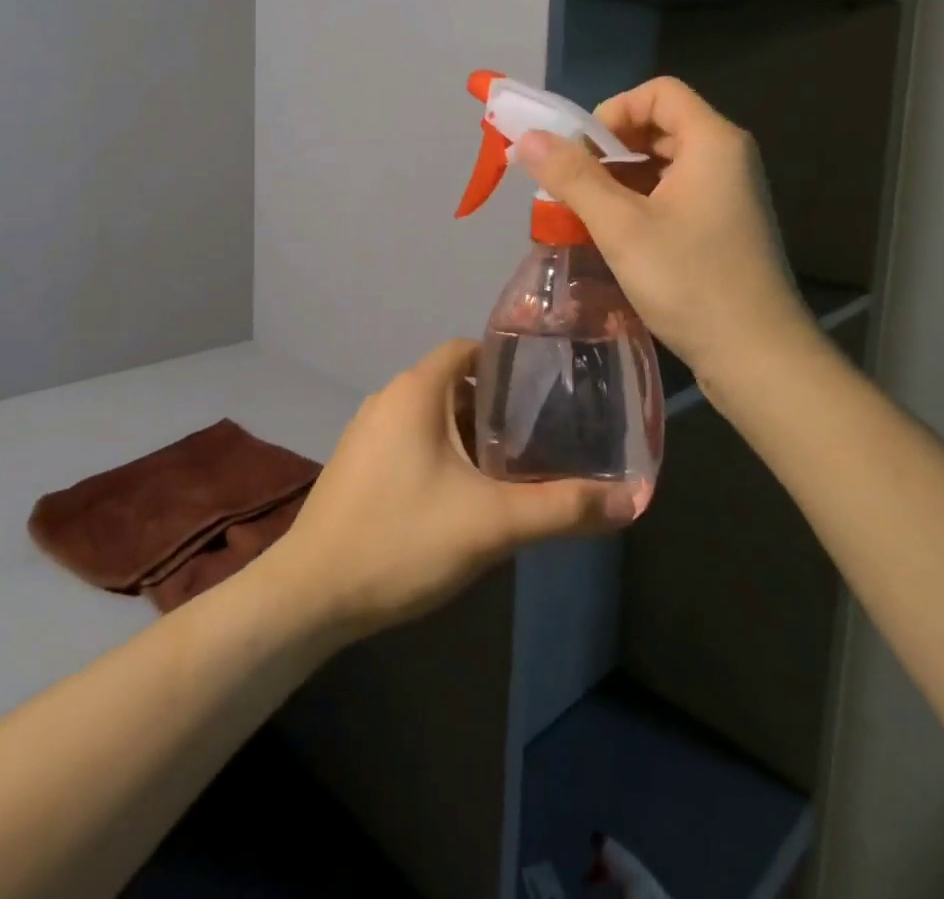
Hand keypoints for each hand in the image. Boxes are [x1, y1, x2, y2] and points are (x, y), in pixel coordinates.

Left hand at [272, 340, 633, 639]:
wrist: (311, 594)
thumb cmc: (402, 540)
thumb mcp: (491, 524)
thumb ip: (562, 508)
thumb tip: (632, 501)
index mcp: (416, 390)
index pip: (469, 349)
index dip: (510, 365)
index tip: (549, 392)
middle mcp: (388, 399)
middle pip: (455, 384)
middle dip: (499, 407)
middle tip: (544, 437)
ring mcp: (367, 432)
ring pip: (433, 416)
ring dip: (471, 435)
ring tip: (514, 468)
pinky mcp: (359, 464)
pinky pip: (411, 440)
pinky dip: (443, 452)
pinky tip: (464, 495)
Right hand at [516, 76, 818, 388]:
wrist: (757, 358)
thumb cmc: (690, 282)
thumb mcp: (621, 226)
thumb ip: (573, 177)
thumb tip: (528, 137)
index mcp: (712, 142)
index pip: (658, 92)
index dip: (613, 111)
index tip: (581, 153)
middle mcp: (726, 158)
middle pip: (659, 126)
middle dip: (609, 149)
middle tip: (573, 185)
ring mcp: (727, 194)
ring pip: (663, 164)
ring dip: (618, 179)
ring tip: (584, 213)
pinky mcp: (722, 227)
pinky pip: (673, 194)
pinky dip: (638, 203)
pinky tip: (613, 236)